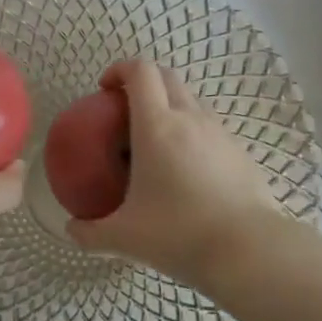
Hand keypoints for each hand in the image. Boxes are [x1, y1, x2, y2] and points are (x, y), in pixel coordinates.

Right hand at [64, 59, 281, 288]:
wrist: (249, 251)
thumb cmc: (179, 234)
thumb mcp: (125, 237)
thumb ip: (91, 232)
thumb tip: (72, 230)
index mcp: (157, 125)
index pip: (140, 71)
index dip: (120, 69)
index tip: (105, 89)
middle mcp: (190, 117)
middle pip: (166, 76)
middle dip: (143, 82)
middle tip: (124, 111)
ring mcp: (219, 131)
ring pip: (191, 99)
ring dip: (169, 105)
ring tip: (155, 141)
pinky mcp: (239, 150)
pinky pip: (210, 126)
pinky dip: (192, 131)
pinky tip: (186, 169)